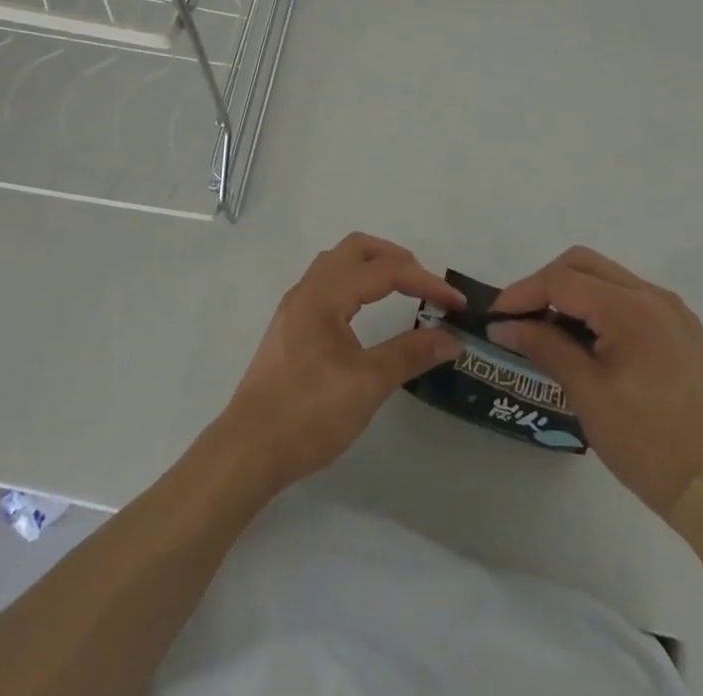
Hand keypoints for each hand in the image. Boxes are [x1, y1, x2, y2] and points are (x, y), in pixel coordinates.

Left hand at [220, 234, 463, 492]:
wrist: (246, 453)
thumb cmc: (307, 414)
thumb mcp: (367, 385)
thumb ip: (410, 354)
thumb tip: (452, 338)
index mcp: (325, 295)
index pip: (384, 271)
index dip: (425, 282)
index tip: (456, 303)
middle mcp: (308, 290)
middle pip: (356, 249)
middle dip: (396, 258)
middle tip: (426, 285)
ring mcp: (295, 308)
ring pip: (338, 264)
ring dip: (373, 267)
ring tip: (402, 290)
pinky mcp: (290, 328)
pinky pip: (328, 284)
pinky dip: (355, 284)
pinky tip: (367, 312)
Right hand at [491, 247, 702, 526]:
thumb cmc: (644, 443)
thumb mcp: (586, 392)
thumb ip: (543, 346)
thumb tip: (504, 326)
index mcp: (630, 308)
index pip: (563, 280)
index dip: (523, 293)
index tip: (496, 317)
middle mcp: (653, 295)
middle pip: (584, 264)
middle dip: (546, 284)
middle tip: (520, 318)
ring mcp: (671, 310)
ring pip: (607, 277)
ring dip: (573, 292)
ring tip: (547, 327)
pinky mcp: (681, 328)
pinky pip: (630, 297)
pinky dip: (600, 305)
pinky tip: (587, 338)